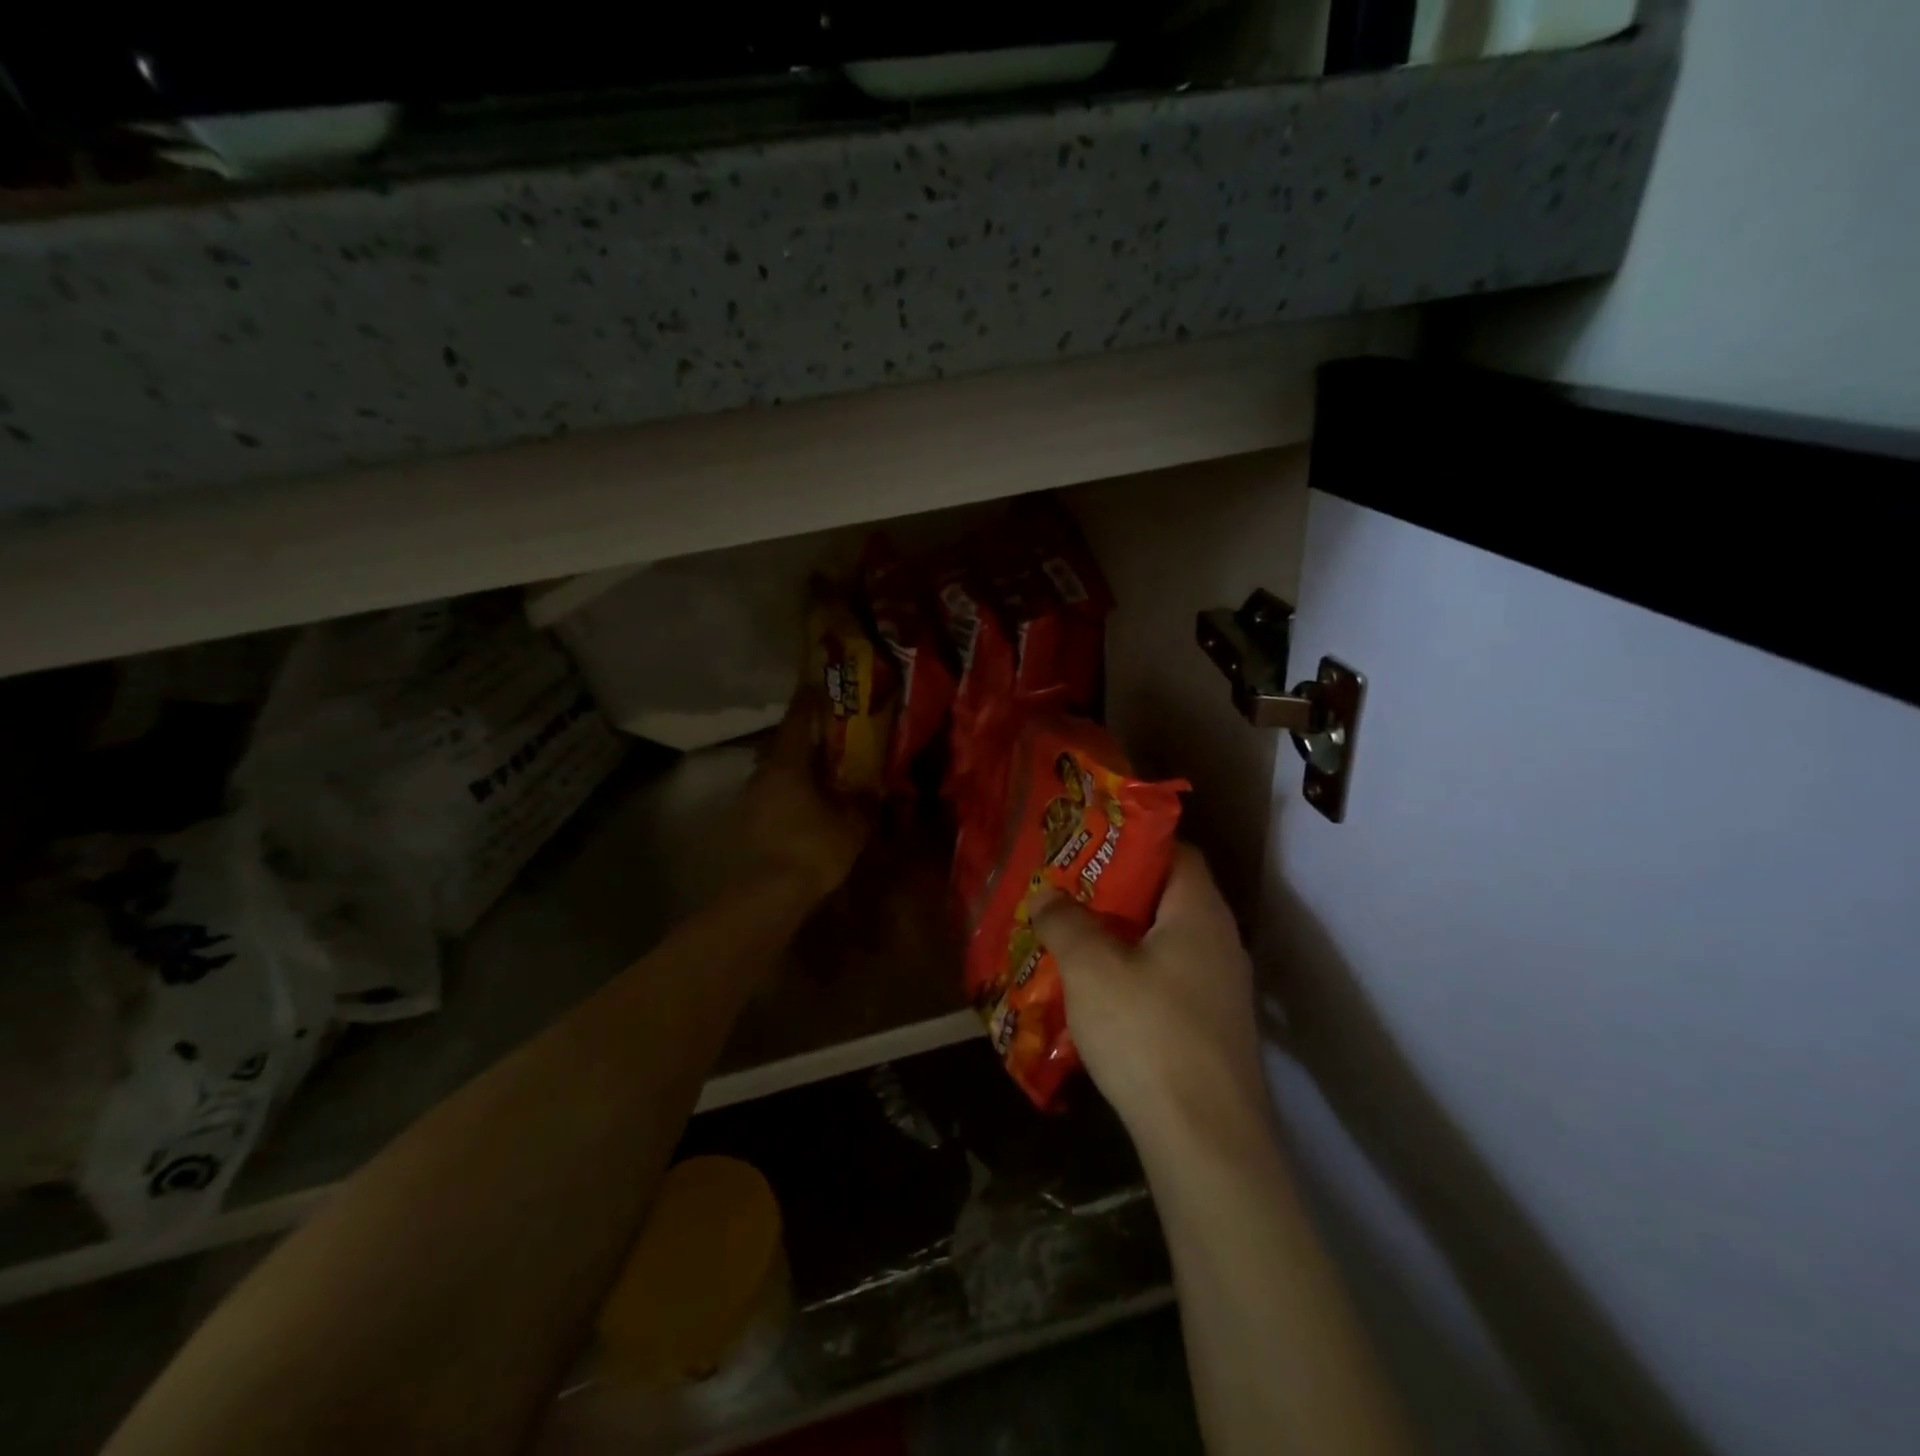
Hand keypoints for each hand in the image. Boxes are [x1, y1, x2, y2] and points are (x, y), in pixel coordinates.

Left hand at [734, 692, 873, 905]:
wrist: (766, 896)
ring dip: (795, 772)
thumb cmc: (811, 849)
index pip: (797, 720)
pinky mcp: (745, 826)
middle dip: (805, 741)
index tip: (818, 686)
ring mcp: (749, 801)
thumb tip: (874, 788)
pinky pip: (770, 800)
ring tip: (820, 778)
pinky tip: (804, 811)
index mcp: (788, 764)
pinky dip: (787, 797)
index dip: (809, 702)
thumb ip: (864, 802)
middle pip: (783, 747)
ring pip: (775, 775)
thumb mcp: (852, 825)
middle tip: (829, 739)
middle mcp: (762, 774)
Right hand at [1033, 845, 1266, 1141]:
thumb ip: (1065, 922)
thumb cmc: (1147, 1032)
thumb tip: (1047, 895)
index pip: (1177, 852)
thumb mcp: (1091, 968)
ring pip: (1167, 944)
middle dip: (1117, 894)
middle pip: (1169, 898)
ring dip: (1124, 940)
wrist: (1206, 1142)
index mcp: (1200, 912)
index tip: (1088, 847)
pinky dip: (1137, 978)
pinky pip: (1171, 983)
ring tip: (1075, 942)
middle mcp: (1221, 943)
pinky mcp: (1215, 1031)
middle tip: (1069, 895)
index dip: (1134, 842)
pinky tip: (1101, 999)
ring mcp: (1223, 990)